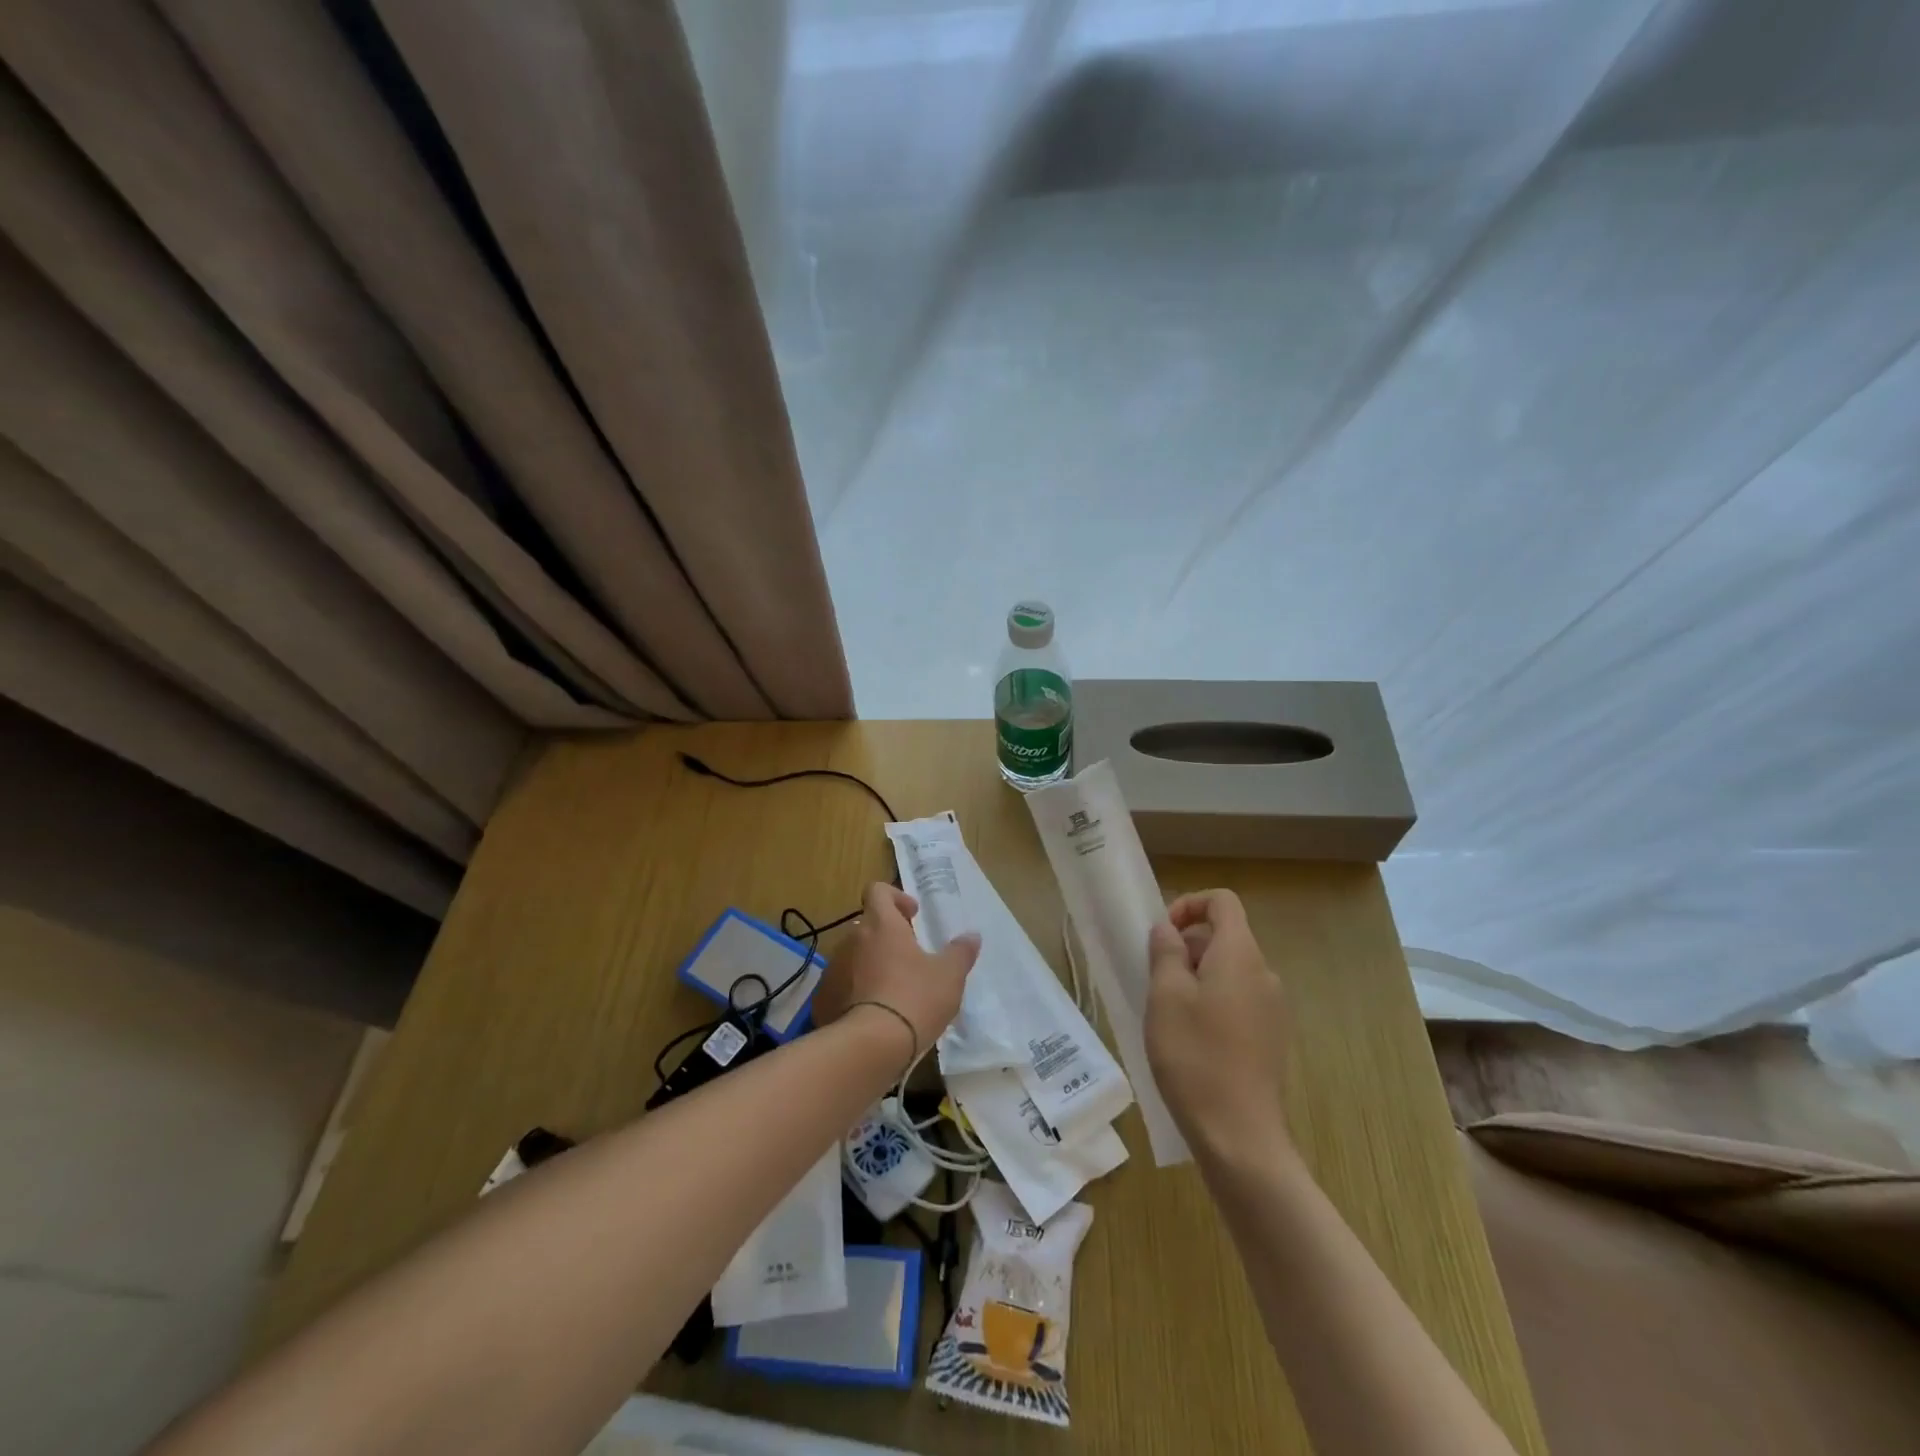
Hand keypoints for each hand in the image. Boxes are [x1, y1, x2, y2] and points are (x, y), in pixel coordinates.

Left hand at [816, 882, 980, 1059]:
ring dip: (871, 964)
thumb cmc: (914, 998)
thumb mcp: (949, 976)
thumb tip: (972, 936)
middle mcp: (852, 939)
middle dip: (887, 936)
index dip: (895, 897)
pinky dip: (856, 992)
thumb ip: (960, 952)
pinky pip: (841, 986)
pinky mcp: (822, 999)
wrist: (869, 1047)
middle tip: (909, 959)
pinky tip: (873, 1014)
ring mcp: (833, 969)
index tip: (912, 916)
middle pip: (867, 925)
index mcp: (881, 924)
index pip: (877, 890)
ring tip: (893, 990)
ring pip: (853, 956)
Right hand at [1145, 889, 1291, 1158]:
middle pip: (1224, 937)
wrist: (1240, 1136)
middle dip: (1186, 947)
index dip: (1189, 905)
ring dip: (1195, 978)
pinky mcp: (1271, 1039)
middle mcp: (1264, 975)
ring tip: (1167, 1013)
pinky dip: (1211, 1003)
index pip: (1223, 902)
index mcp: (1241, 955)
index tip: (1162, 934)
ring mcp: (1273, 1009)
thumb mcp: (1166, 997)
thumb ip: (1166, 952)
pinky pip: (1238, 1001)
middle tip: (1154, 980)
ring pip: (1229, 972)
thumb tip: (1169, 930)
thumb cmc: (1195, 1056)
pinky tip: (1190, 1040)